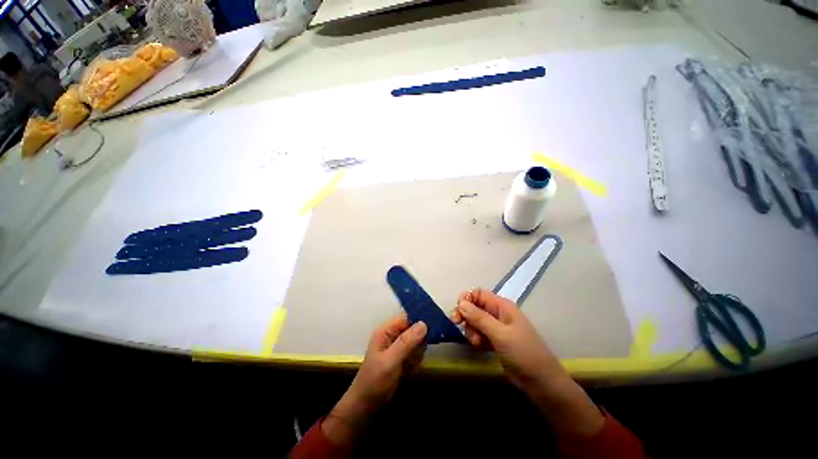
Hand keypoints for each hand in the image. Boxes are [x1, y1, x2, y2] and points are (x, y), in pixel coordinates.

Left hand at [322, 315, 426, 445]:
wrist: (366, 405)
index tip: (434, 326)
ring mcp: (397, 345)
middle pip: (413, 328)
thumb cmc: (375, 380)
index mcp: (386, 330)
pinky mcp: (402, 356)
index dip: (420, 320)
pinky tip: (409, 369)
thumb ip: (407, 342)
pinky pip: (415, 352)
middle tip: (417, 354)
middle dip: (419, 341)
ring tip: (410, 364)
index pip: (407, 317)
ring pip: (417, 341)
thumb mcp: (390, 360)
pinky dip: (416, 360)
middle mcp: (392, 334)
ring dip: (417, 352)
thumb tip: (424, 323)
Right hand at [451, 288, 561, 390]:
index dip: (466, 299)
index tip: (458, 312)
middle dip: (465, 315)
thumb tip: (461, 303)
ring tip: (477, 342)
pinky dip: (476, 339)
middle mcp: (498, 314)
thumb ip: (479, 318)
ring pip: (474, 321)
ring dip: (471, 330)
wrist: (541, 382)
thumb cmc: (523, 353)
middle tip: (456, 324)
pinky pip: (479, 334)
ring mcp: (496, 328)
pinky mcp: (495, 341)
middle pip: (474, 307)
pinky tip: (480, 347)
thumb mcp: (500, 334)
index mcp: (502, 306)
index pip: (478, 294)